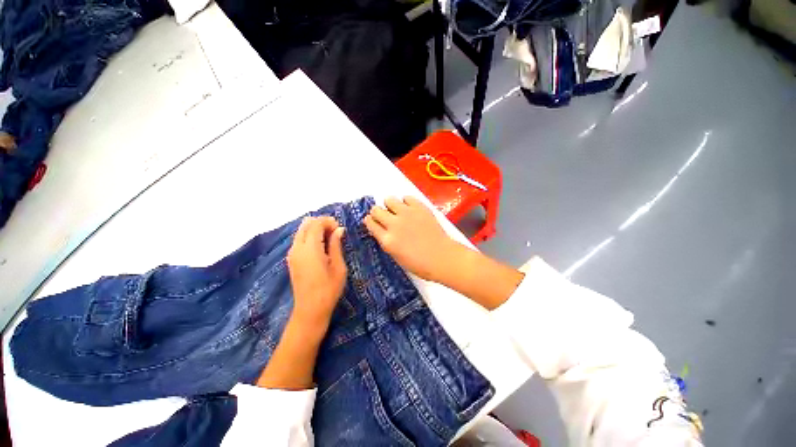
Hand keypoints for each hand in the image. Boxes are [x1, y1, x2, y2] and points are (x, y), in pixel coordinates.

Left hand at [287, 216, 346, 337]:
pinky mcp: (291, 260)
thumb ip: (336, 245)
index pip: (316, 224)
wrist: (310, 310)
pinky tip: (321, 246)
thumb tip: (339, 229)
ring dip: (315, 229)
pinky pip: (299, 240)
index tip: (340, 228)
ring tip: (329, 239)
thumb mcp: (338, 266)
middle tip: (335, 231)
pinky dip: (309, 237)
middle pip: (306, 224)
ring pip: (301, 231)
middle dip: (321, 223)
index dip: (328, 221)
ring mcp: (292, 254)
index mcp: (310, 249)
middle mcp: (297, 248)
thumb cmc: (329, 289)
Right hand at [364, 196, 463, 281]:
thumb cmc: (419, 263)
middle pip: (376, 209)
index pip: (370, 223)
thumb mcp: (396, 256)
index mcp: (387, 240)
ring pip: (389, 199)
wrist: (442, 257)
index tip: (374, 221)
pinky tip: (411, 210)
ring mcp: (407, 214)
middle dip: (378, 213)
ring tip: (398, 211)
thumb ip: (386, 241)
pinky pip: (406, 197)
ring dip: (391, 205)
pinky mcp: (420, 207)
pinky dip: (406, 202)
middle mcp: (394, 224)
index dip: (370, 221)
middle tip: (386, 217)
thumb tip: (382, 229)